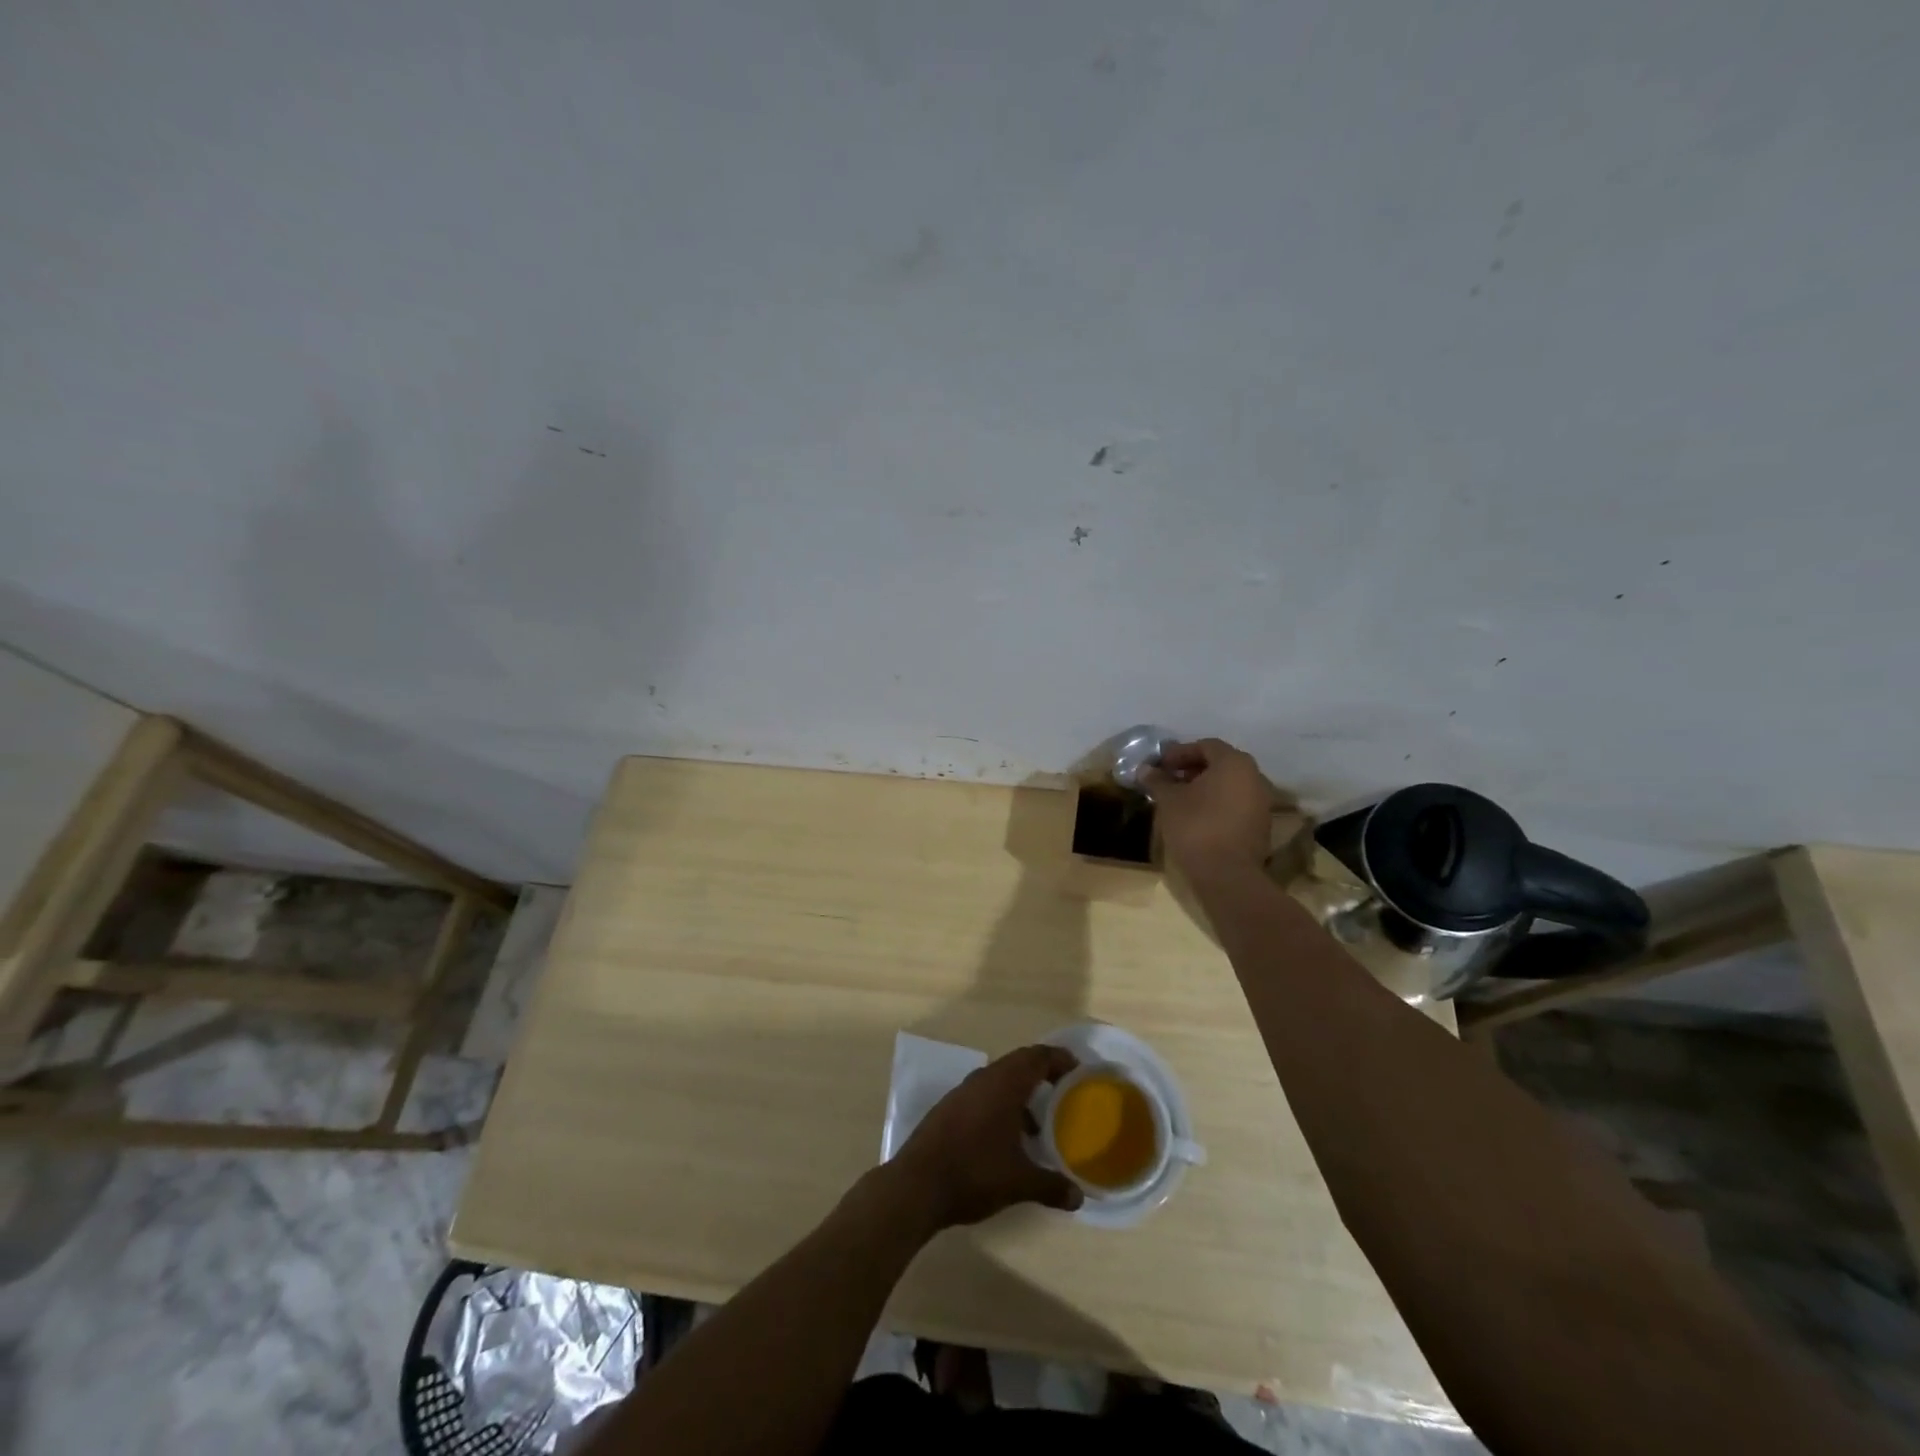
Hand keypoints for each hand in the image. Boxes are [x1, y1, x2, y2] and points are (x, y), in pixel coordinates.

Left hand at [892, 1045, 1083, 1227]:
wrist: (916, 1185)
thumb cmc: (974, 1173)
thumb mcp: (1019, 1182)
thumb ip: (1051, 1185)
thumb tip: (1079, 1197)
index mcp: (1004, 1084)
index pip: (1037, 1057)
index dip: (1060, 1059)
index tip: (1078, 1071)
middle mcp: (983, 1079)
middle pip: (1019, 1063)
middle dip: (1042, 1072)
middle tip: (1064, 1090)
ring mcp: (963, 1092)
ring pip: (999, 1079)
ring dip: (1021, 1093)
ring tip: (1039, 1124)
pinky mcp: (949, 1108)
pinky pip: (983, 1094)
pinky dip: (1002, 1105)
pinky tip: (1007, 1139)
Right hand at [1140, 738, 1274, 875]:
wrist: (1227, 874)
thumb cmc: (1196, 827)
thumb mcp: (1169, 800)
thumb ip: (1158, 781)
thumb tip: (1145, 769)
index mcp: (1234, 763)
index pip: (1206, 746)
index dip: (1180, 753)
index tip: (1161, 765)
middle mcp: (1254, 776)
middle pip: (1220, 764)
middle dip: (1193, 769)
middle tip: (1169, 779)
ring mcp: (1262, 801)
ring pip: (1230, 785)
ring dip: (1205, 787)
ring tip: (1180, 799)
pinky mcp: (1261, 824)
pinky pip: (1236, 803)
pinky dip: (1217, 803)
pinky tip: (1197, 816)